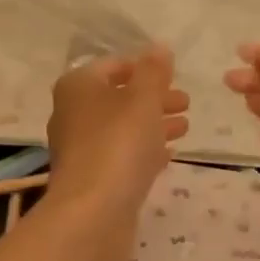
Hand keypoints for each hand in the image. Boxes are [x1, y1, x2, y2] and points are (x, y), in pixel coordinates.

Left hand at [46, 45, 189, 232]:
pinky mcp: (92, 178)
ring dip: (153, 124)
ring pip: (122, 128)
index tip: (174, 76)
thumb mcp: (143, 100)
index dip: (145, 67)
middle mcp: (73, 113)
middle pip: (119, 97)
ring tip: (185, 128)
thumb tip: (159, 47)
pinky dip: (144, 150)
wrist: (93, 213)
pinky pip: (122, 155)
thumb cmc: (119, 145)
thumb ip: (154, 72)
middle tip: (186, 103)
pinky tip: (168, 154)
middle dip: (154, 98)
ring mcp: (81, 148)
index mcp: (79, 86)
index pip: (114, 65)